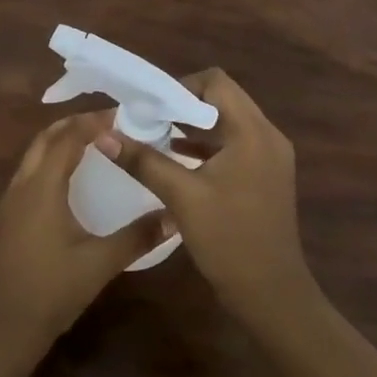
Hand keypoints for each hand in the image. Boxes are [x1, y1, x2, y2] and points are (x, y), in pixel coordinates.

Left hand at [0, 113, 169, 357]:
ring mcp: (7, 203)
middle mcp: (20, 187)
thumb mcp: (100, 264)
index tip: (122, 115)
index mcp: (41, 188)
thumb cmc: (51, 292)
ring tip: (92, 145)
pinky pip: (28, 175)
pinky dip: (49, 163)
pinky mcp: (4, 219)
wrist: (2, 330)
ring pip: (33, 156)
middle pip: (45, 139)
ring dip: (59, 143)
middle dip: (73, 125)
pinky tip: (69, 182)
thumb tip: (175, 216)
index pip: (67, 138)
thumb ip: (138, 237)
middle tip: (108, 124)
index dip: (92, 122)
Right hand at [98, 69, 312, 323]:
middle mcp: (268, 136)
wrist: (271, 294)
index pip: (216, 82)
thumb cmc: (229, 240)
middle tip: (148, 118)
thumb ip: (143, 161)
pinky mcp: (267, 175)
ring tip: (156, 134)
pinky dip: (208, 145)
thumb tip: (104, 135)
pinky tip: (178, 157)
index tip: (151, 105)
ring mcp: (271, 156)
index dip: (181, 86)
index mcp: (253, 132)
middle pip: (223, 99)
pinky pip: (235, 144)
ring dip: (195, 125)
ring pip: (229, 123)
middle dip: (183, 104)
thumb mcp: (182, 197)